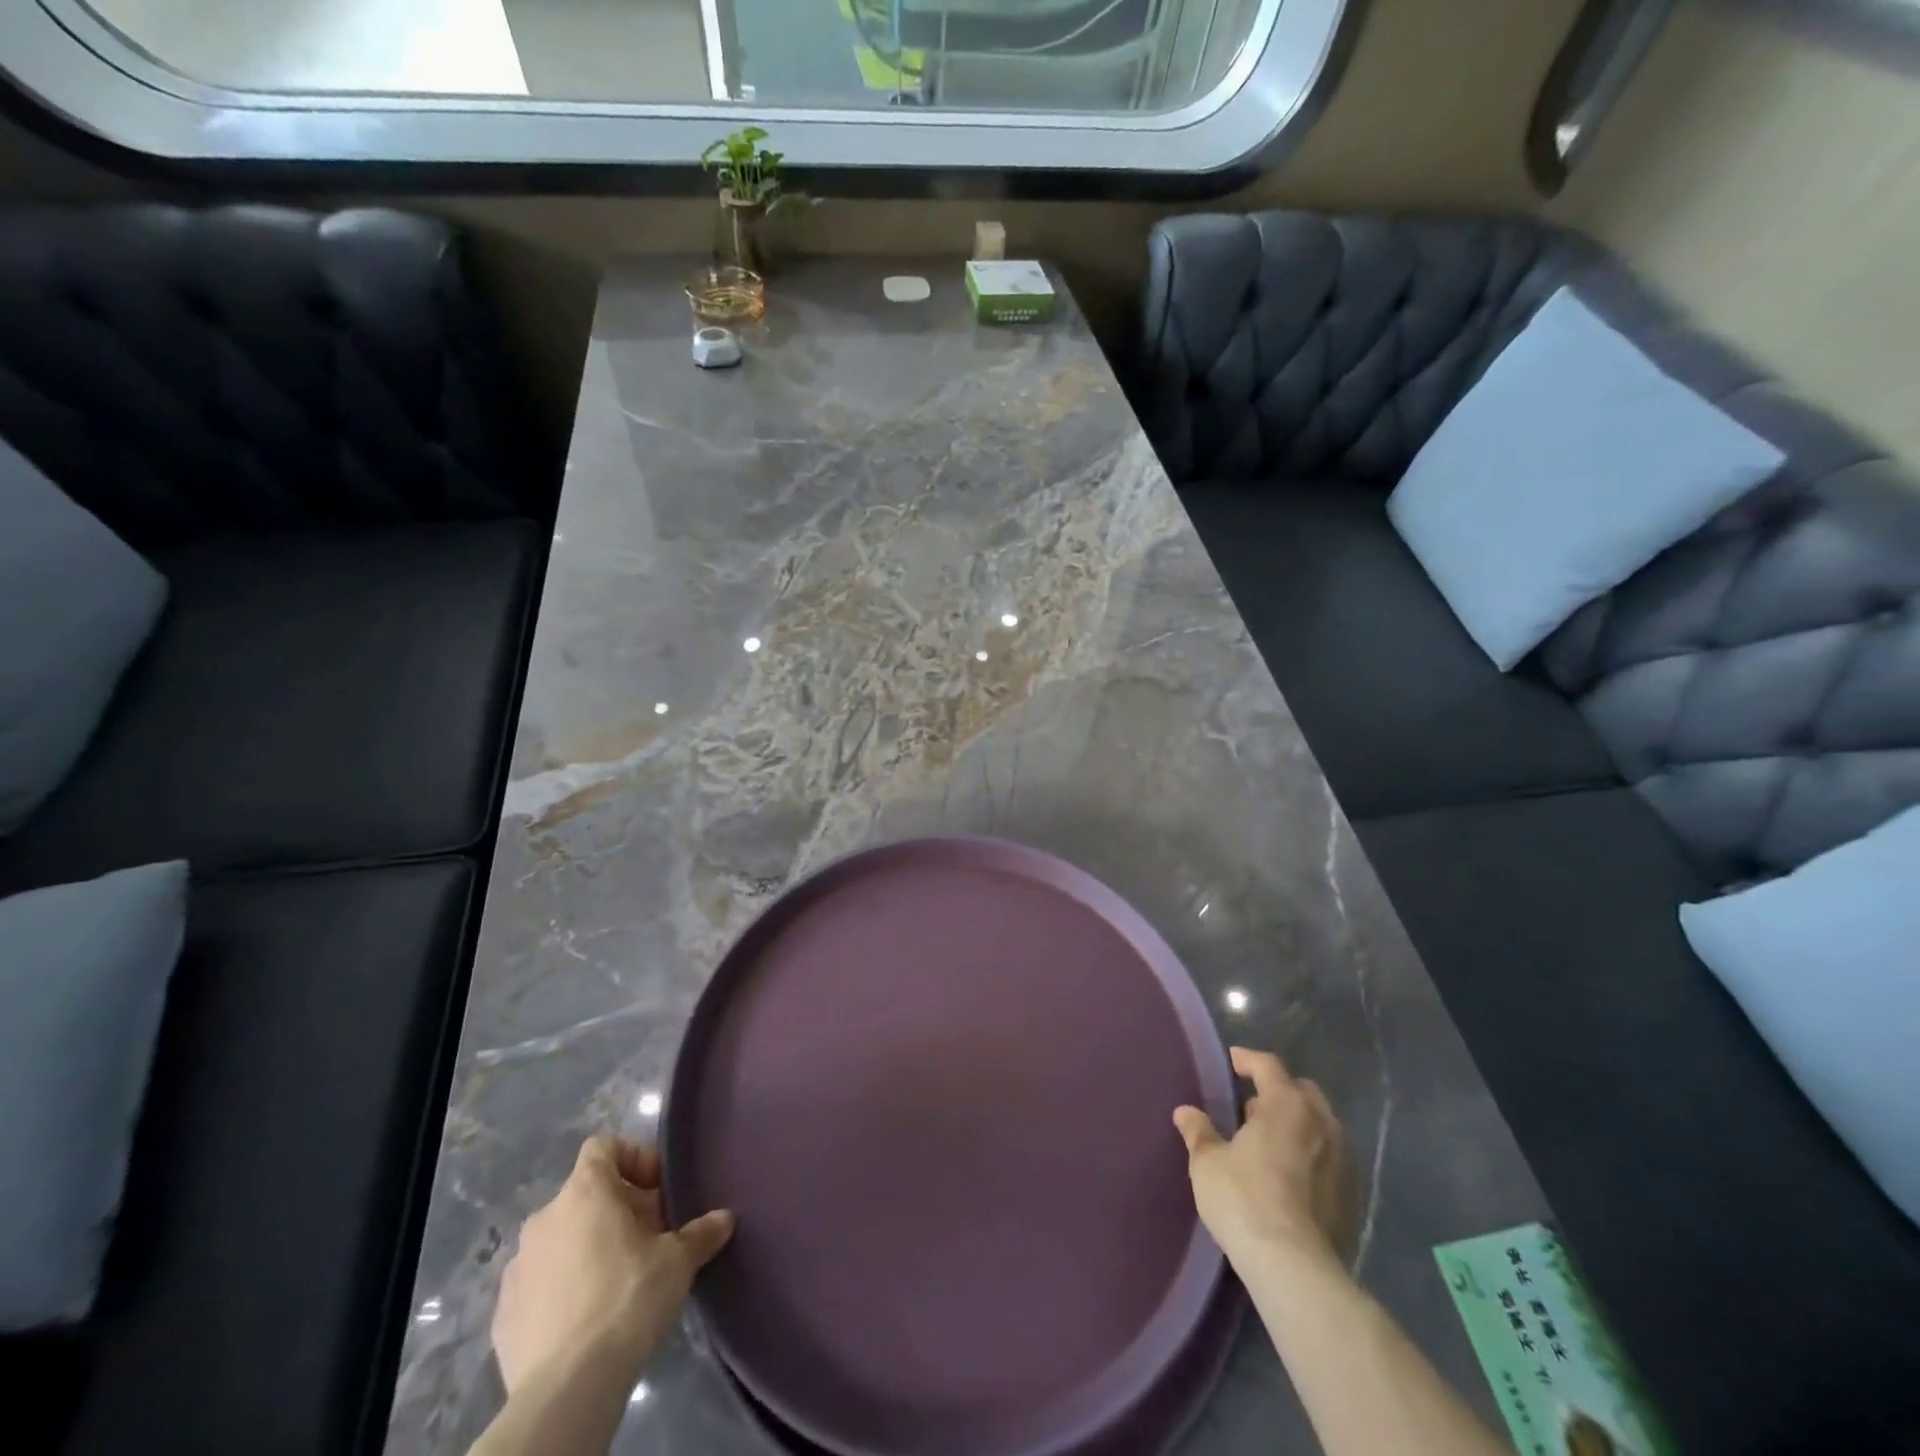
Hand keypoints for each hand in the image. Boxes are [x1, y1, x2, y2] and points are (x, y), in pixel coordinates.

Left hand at [491, 1136, 733, 1395]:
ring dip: (589, 1249)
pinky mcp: (503, 1315)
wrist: (567, 1388)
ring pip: (561, 1240)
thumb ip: (701, 1232)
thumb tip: (724, 1218)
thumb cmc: (628, 1299)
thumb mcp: (678, 1261)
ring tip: (619, 1282)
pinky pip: (540, 1284)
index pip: (604, 1146)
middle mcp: (544, 1219)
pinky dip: (563, 1289)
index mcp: (584, 1192)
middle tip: (650, 1240)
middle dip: (618, 1211)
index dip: (634, 1159)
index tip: (658, 1190)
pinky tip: (587, 1319)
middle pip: (586, 1195)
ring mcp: (517, 1268)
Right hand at [1173, 1047, 1355, 1268]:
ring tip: (1266, 1139)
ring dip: (1294, 1123)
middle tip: (1250, 1104)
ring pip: (1318, 1124)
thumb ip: (1198, 1131)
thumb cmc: (1243, 1198)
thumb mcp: (1208, 1161)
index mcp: (1287, 1104)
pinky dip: (1307, 1152)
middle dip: (1277, 1090)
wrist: (1292, 1266)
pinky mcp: (1350, 1194)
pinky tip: (1286, 1171)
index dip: (1247, 1059)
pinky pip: (1326, 1156)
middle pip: (1301, 1091)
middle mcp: (1321, 1122)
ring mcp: (1341, 1159)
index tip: (1231, 1061)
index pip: (1268, 1065)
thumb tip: (1186, 1112)